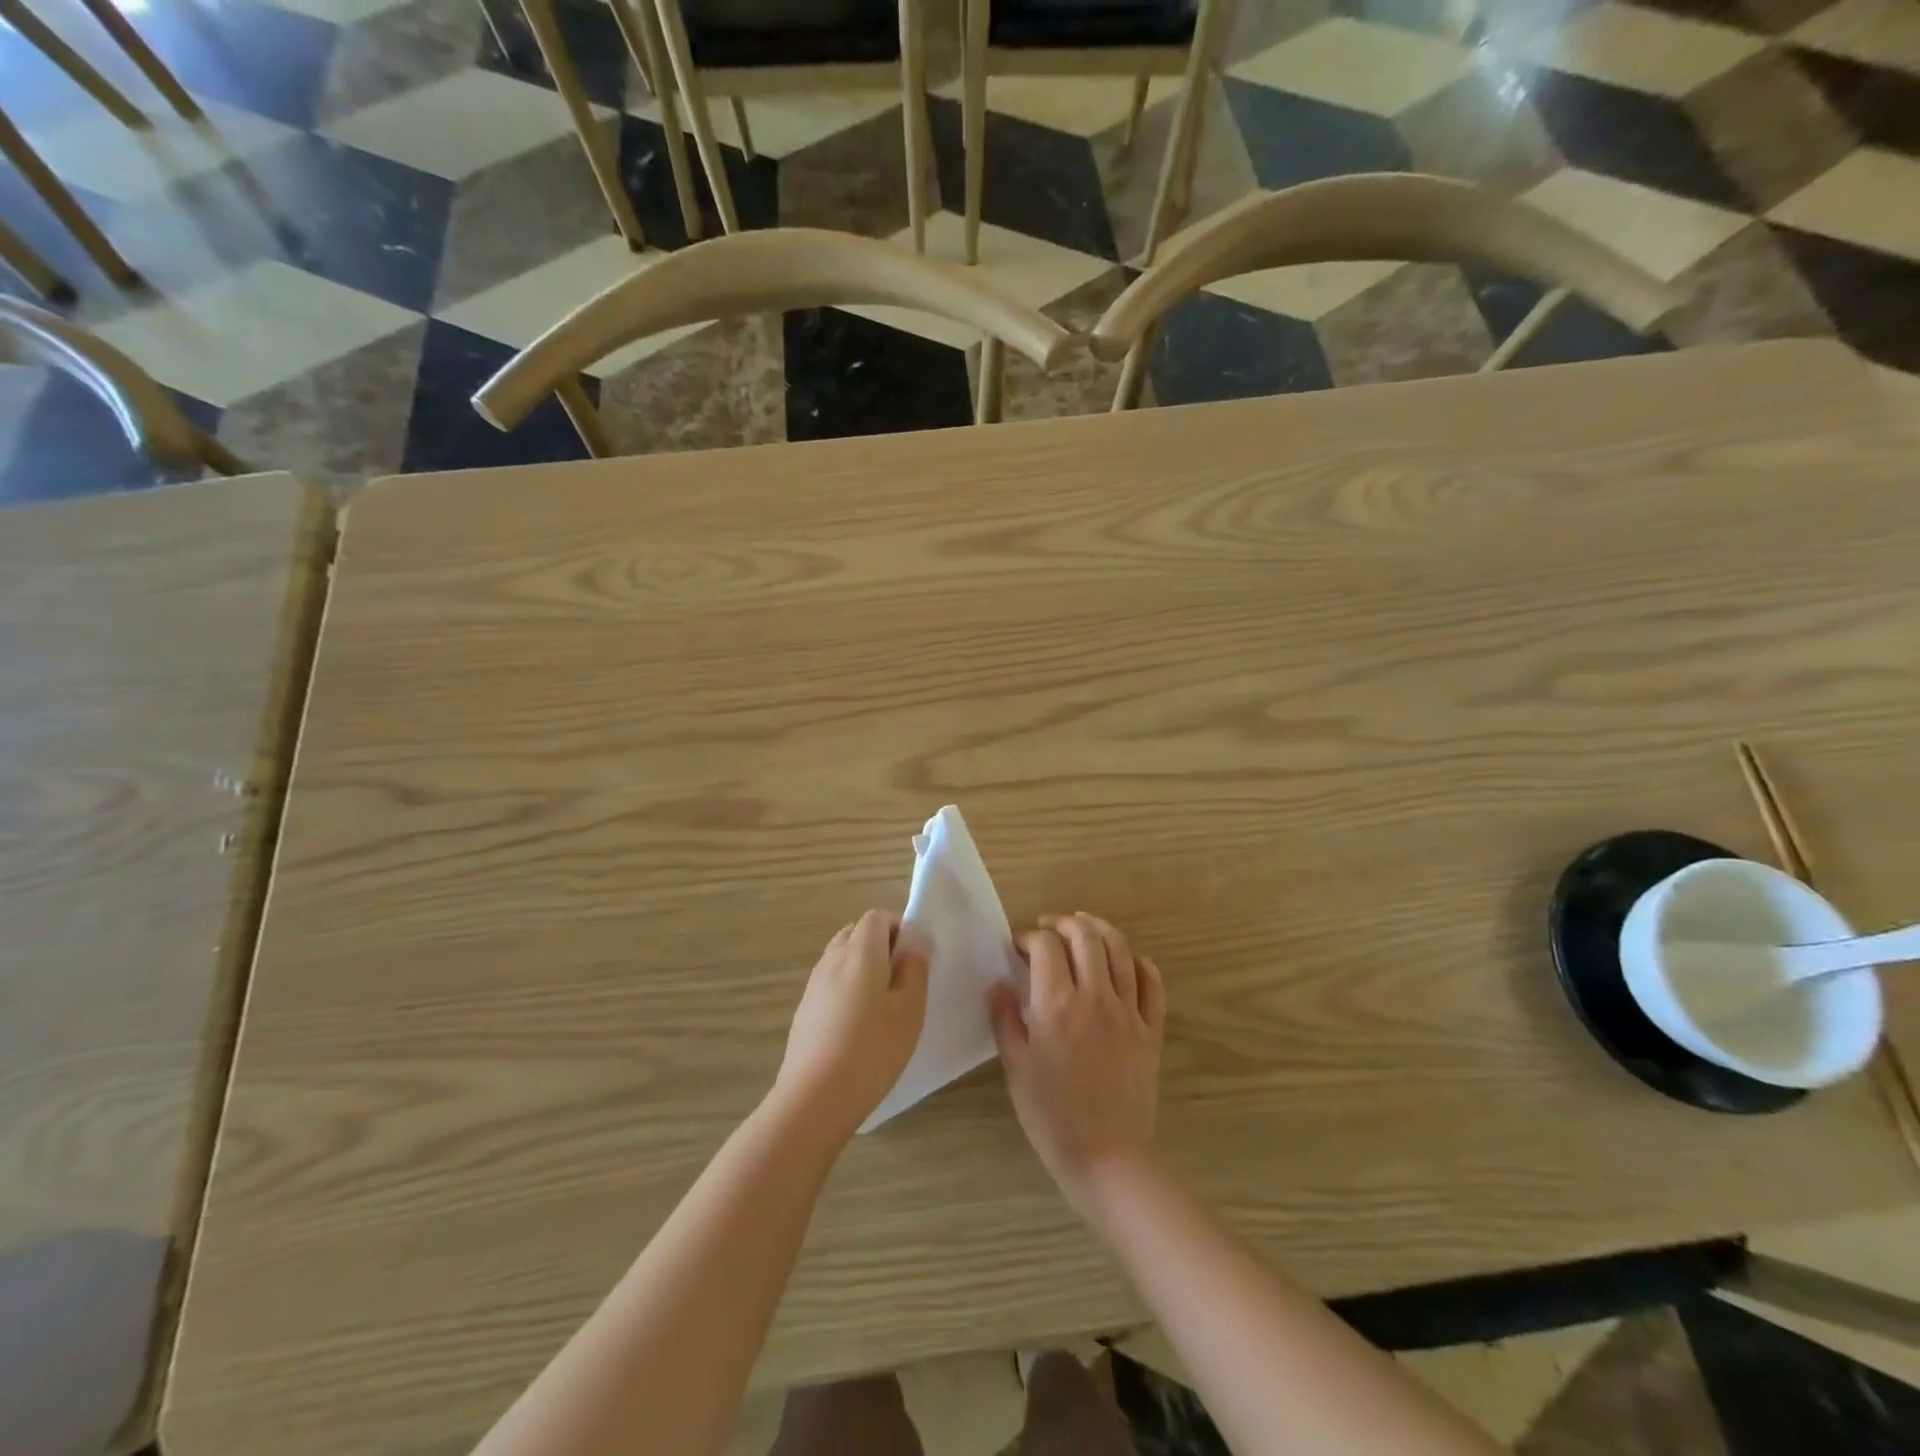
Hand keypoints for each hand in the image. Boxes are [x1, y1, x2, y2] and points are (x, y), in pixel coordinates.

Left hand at [772, 910, 928, 1142]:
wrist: (814, 1098)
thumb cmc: (872, 1049)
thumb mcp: (909, 1009)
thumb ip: (915, 968)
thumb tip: (914, 942)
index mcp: (860, 952)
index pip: (876, 917)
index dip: (898, 928)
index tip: (914, 958)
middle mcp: (832, 959)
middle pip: (856, 934)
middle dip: (880, 946)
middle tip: (901, 980)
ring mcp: (813, 985)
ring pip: (841, 958)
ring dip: (862, 968)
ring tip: (882, 1006)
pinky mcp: (804, 1010)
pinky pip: (830, 983)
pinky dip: (846, 989)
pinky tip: (858, 1026)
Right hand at [990, 912, 1165, 1221]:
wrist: (1107, 1157)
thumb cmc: (1052, 1116)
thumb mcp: (1016, 1068)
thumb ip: (1005, 1019)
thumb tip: (999, 983)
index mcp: (1057, 1004)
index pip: (1044, 946)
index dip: (1028, 937)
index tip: (1018, 947)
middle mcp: (1095, 996)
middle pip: (1085, 936)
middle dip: (1063, 923)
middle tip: (1047, 928)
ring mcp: (1128, 1011)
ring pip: (1120, 949)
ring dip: (1100, 929)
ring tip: (1083, 925)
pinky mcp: (1151, 1029)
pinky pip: (1152, 983)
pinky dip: (1139, 962)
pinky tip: (1126, 960)